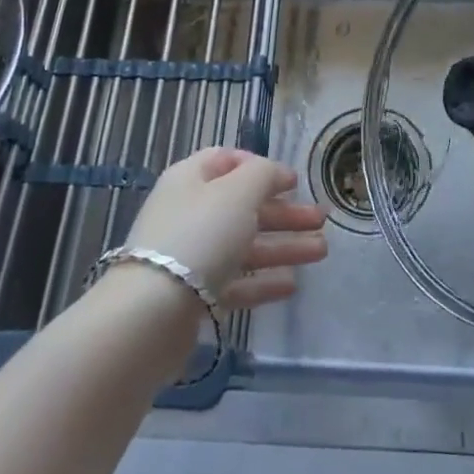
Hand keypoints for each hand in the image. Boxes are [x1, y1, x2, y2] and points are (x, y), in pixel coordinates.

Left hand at [123, 148, 328, 309]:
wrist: (152, 313)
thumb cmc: (200, 235)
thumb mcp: (239, 191)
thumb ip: (264, 174)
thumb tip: (276, 173)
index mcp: (192, 178)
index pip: (228, 161)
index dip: (262, 168)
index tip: (293, 182)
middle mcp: (189, 212)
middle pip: (243, 206)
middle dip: (284, 212)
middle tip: (320, 220)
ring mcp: (190, 256)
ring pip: (244, 245)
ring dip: (283, 246)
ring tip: (321, 251)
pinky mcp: (192, 296)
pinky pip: (235, 281)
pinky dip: (263, 281)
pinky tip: (292, 284)